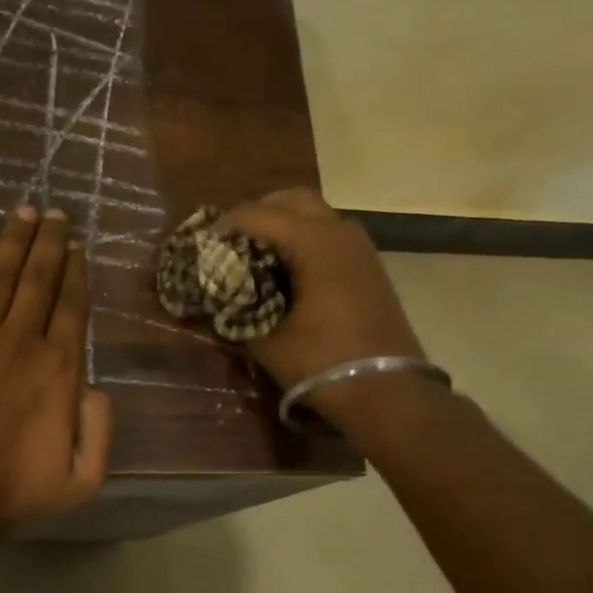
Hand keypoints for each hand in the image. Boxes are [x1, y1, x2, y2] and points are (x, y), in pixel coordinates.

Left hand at [0, 205, 113, 537]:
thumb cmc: (8, 496)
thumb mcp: (80, 481)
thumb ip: (100, 430)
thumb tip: (97, 386)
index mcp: (58, 371)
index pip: (72, 308)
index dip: (76, 272)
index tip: (77, 245)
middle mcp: (20, 343)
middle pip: (39, 279)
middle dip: (50, 241)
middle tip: (54, 211)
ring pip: (0, 275)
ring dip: (14, 238)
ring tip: (24, 208)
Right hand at [217, 187, 424, 392]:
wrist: (389, 392)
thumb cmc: (323, 363)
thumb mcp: (267, 343)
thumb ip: (237, 314)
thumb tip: (216, 300)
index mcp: (314, 242)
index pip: (257, 214)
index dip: (224, 226)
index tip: (202, 244)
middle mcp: (339, 232)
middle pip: (292, 200)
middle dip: (258, 213)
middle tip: (231, 241)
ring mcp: (360, 248)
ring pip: (315, 215)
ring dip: (283, 225)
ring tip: (255, 255)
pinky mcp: (369, 266)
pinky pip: (329, 235)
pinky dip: (304, 241)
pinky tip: (286, 272)